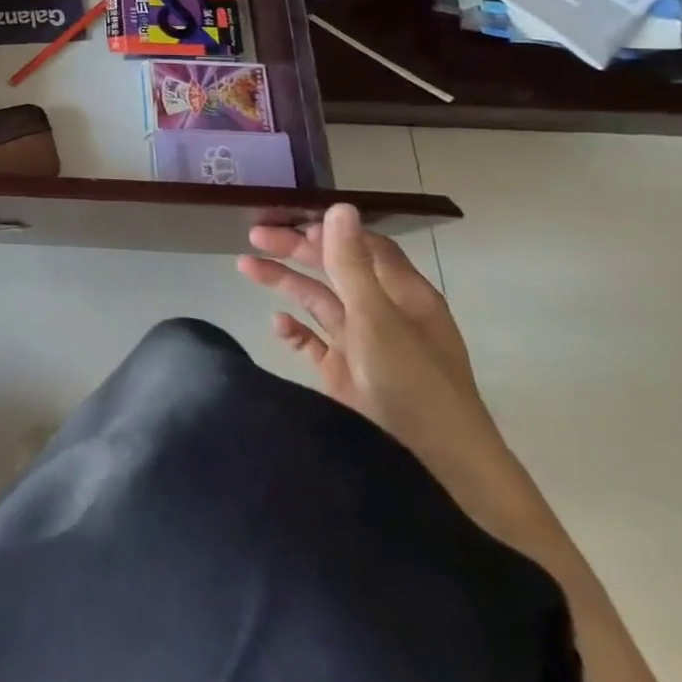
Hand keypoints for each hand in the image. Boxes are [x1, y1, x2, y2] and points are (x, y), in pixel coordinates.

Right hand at [238, 205, 537, 536]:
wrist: (436, 474)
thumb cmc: (413, 386)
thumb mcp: (378, 319)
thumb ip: (351, 264)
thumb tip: (338, 207)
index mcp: (404, 296)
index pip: (362, 246)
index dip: (326, 229)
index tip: (284, 217)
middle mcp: (384, 315)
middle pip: (336, 269)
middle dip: (296, 251)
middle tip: (253, 237)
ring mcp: (364, 346)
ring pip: (319, 302)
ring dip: (285, 283)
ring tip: (245, 268)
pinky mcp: (346, 375)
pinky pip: (313, 342)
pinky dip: (294, 330)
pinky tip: (276, 324)